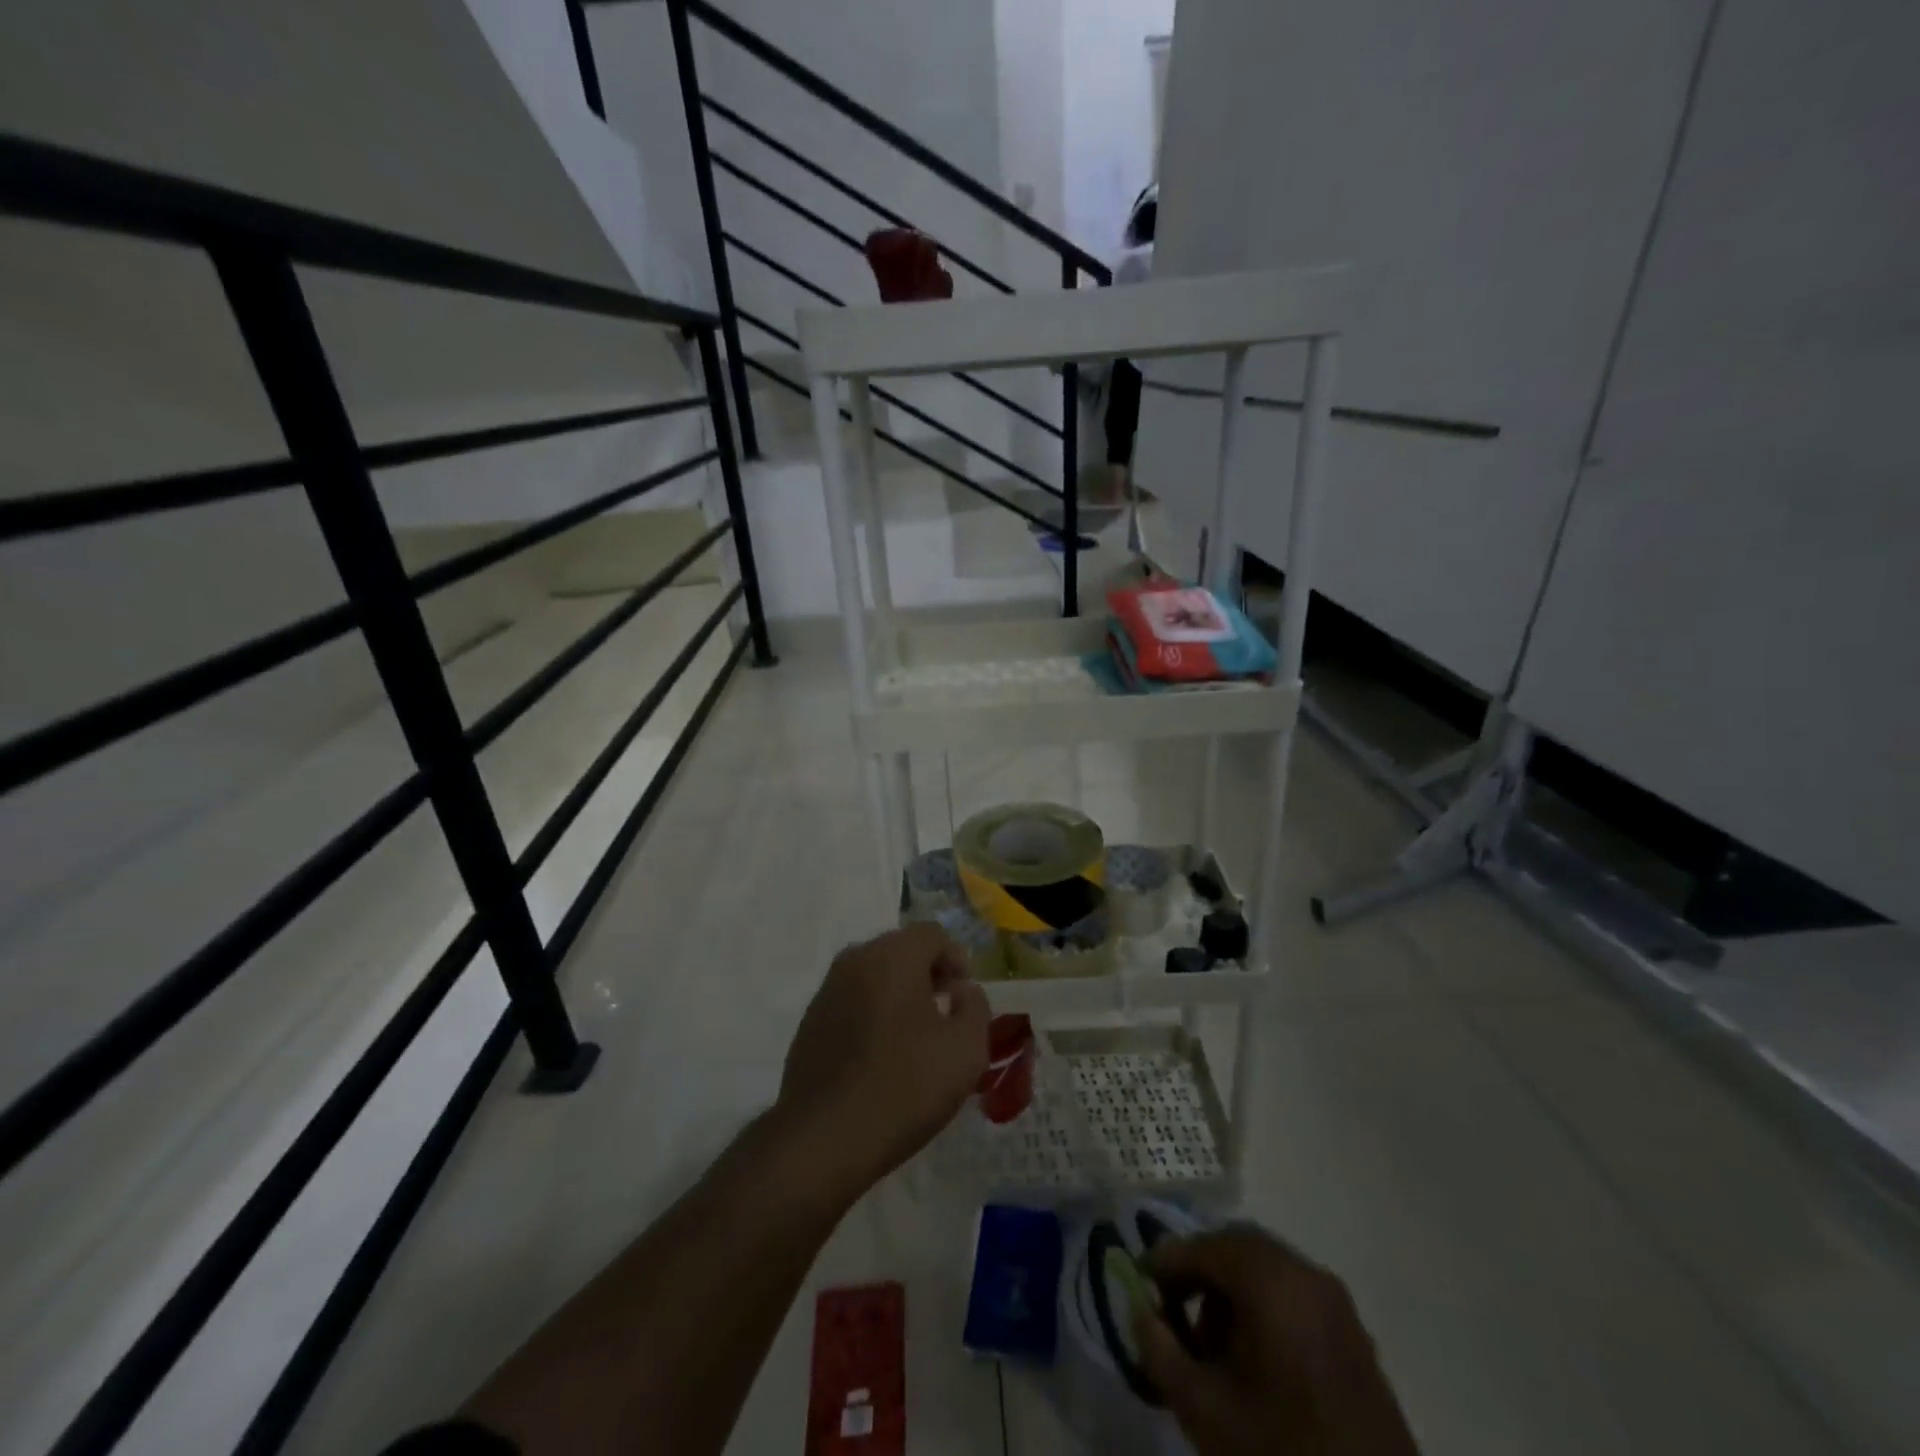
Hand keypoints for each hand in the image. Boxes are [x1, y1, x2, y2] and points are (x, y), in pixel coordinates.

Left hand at [777, 924, 990, 1199]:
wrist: (825, 1138)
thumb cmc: (905, 1086)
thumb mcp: (966, 1050)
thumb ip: (975, 1007)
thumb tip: (962, 991)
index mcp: (892, 955)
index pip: (932, 934)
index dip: (956, 959)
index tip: (964, 998)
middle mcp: (855, 960)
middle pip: (900, 951)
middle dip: (927, 975)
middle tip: (944, 1016)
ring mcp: (826, 991)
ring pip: (873, 977)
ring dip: (897, 995)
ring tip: (914, 1040)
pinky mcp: (809, 1023)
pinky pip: (851, 1003)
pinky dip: (871, 1016)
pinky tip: (880, 1058)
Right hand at [1134, 1226, 1418, 1455]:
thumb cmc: (1280, 1450)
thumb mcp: (1204, 1410)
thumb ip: (1160, 1351)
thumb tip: (1139, 1310)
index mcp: (1272, 1280)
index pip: (1204, 1246)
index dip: (1167, 1262)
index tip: (1142, 1287)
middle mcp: (1307, 1274)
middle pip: (1237, 1248)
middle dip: (1200, 1274)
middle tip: (1174, 1313)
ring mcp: (1337, 1303)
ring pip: (1266, 1268)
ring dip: (1230, 1290)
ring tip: (1213, 1347)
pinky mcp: (1354, 1333)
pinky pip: (1294, 1293)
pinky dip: (1263, 1306)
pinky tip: (1252, 1359)